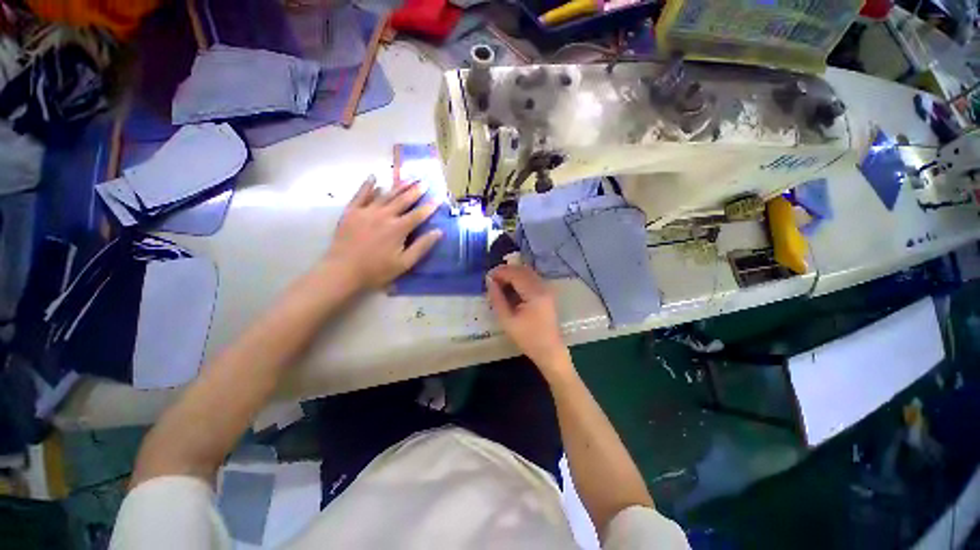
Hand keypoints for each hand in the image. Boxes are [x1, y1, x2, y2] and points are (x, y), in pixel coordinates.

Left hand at [324, 175, 441, 290]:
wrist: (342, 271)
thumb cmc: (376, 270)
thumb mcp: (404, 263)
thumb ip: (422, 246)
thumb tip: (438, 232)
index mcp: (398, 229)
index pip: (418, 214)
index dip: (430, 206)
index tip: (439, 197)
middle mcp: (384, 215)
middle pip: (403, 200)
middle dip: (415, 191)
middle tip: (424, 181)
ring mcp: (366, 211)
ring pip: (385, 195)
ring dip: (398, 186)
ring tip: (408, 178)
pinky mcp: (351, 212)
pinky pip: (361, 194)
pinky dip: (368, 185)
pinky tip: (374, 177)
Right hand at [486, 264, 571, 375]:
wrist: (549, 350)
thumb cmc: (527, 338)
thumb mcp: (507, 320)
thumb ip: (497, 298)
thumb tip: (490, 282)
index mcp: (534, 293)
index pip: (515, 273)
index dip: (500, 272)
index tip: (487, 277)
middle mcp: (543, 286)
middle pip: (522, 270)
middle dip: (506, 271)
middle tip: (492, 280)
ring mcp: (546, 289)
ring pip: (527, 272)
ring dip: (513, 274)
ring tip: (499, 283)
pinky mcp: (546, 293)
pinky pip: (531, 279)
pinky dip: (519, 279)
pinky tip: (511, 288)